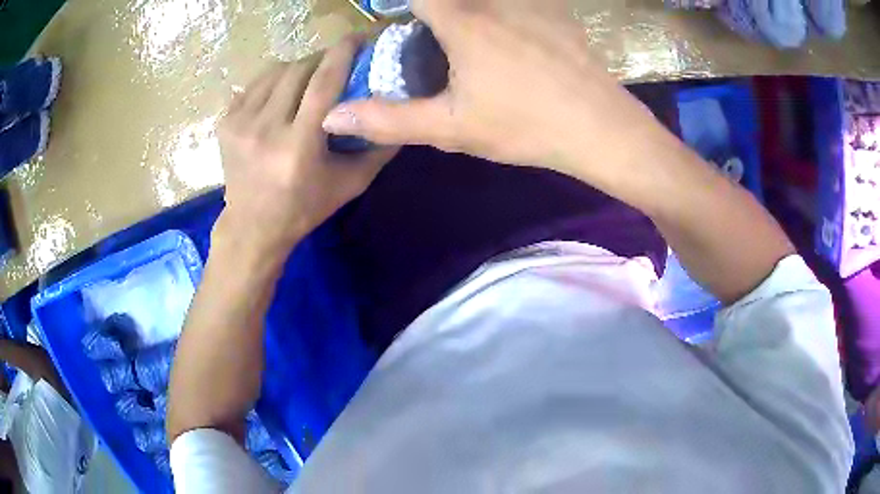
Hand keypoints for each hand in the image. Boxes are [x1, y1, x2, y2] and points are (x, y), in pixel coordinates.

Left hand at [216, 36, 397, 260]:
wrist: (252, 226)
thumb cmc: (304, 208)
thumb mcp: (351, 184)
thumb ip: (377, 148)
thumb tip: (398, 113)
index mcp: (298, 146)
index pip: (324, 83)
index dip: (342, 54)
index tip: (357, 37)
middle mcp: (265, 130)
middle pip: (298, 70)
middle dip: (320, 59)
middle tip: (335, 63)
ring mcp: (240, 124)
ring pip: (275, 72)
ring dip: (297, 68)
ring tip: (309, 77)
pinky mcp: (225, 123)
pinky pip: (255, 84)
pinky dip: (274, 80)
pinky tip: (282, 93)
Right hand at [320, 0, 661, 179]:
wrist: (602, 128)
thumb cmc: (526, 126)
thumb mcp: (451, 127)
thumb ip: (387, 120)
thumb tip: (331, 118)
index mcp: (463, 20)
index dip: (397, 1)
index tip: (393, 17)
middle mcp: (495, 0)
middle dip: (433, 12)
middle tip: (431, 38)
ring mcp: (531, 1)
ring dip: (468, 12)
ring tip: (468, 47)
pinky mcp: (557, 10)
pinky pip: (520, 1)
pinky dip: (503, 11)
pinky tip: (511, 39)